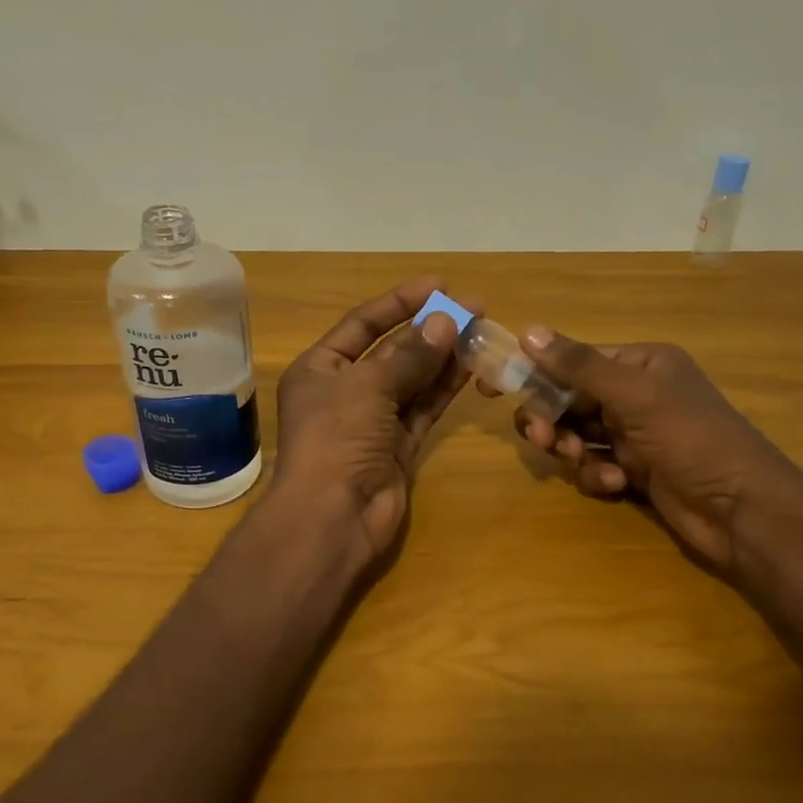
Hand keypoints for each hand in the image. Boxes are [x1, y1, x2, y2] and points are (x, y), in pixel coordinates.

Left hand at [270, 277, 471, 566]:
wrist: (333, 517)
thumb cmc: (336, 439)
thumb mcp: (367, 386)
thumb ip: (408, 354)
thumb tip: (445, 321)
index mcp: (319, 368)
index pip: (362, 324)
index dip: (399, 302)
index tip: (439, 284)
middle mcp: (345, 390)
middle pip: (392, 350)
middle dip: (430, 328)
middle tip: (474, 307)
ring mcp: (373, 420)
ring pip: (413, 379)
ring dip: (444, 355)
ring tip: (482, 329)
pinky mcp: (399, 446)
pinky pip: (425, 408)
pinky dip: (446, 388)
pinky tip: (472, 366)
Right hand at [501, 330, 802, 578]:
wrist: (742, 510)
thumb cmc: (691, 439)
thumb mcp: (634, 396)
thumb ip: (579, 365)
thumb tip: (528, 331)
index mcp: (640, 365)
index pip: (575, 361)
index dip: (538, 373)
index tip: (497, 387)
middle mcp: (635, 395)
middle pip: (569, 400)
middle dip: (553, 419)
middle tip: (543, 438)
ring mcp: (634, 435)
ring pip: (577, 435)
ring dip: (572, 449)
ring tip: (579, 460)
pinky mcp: (634, 471)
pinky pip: (594, 465)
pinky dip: (597, 474)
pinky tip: (617, 482)